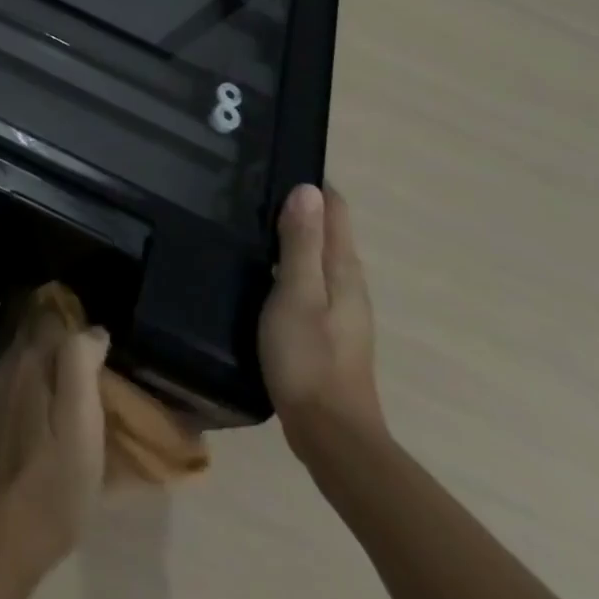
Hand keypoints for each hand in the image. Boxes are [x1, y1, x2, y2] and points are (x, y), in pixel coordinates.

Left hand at [0, 312, 109, 575]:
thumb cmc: (54, 480)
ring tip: (81, 379)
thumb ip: (80, 364)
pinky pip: (20, 380)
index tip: (101, 337)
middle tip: (96, 356)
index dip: (77, 321)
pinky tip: (55, 404)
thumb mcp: (81, 423)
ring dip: (51, 358)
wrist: (4, 533)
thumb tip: (93, 330)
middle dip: (63, 335)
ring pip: (27, 357)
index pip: (52, 317)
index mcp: (29, 361)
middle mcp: (7, 365)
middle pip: (36, 333)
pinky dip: (39, 380)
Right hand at [260, 183, 385, 463]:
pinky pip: (309, 281)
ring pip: (318, 257)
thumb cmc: (309, 358)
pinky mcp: (326, 331)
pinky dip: (288, 264)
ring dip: (293, 236)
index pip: (336, 211)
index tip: (275, 163)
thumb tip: (308, 190)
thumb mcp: (297, 294)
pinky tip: (260, 271)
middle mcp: (349, 285)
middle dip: (299, 206)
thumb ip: (300, 244)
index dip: (312, 185)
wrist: (331, 435)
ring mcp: (340, 311)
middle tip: (250, 187)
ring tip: (249, 220)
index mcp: (345, 271)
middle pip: (328, 232)